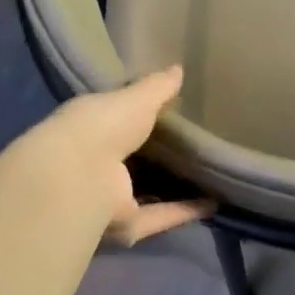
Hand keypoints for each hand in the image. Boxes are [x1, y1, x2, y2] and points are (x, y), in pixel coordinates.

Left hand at [20, 66, 214, 244]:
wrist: (80, 174)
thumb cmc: (101, 125)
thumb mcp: (134, 98)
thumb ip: (157, 87)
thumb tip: (178, 69)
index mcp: (92, 131)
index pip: (119, 123)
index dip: (142, 118)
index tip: (173, 113)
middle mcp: (99, 167)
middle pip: (136, 163)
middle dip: (162, 158)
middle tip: (198, 148)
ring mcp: (111, 199)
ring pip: (148, 194)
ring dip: (176, 189)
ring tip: (210, 178)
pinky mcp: (129, 225)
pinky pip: (161, 217)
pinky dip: (186, 211)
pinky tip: (214, 204)